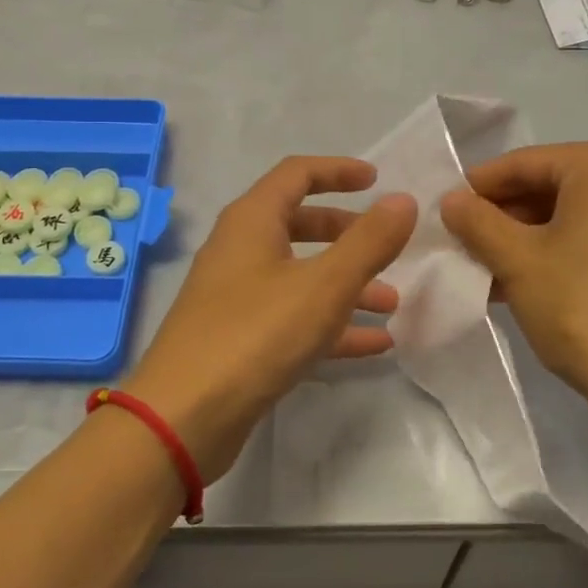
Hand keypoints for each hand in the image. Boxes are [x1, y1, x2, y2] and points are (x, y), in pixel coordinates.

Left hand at [122, 157, 416, 481]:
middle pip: (299, 224)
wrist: (183, 417)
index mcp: (251, 221)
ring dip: (346, 284)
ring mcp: (236, 297)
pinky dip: (331, 324)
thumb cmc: (255, 335)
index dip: (338, 170)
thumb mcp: (324, 285)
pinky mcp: (240, 339)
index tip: (377, 180)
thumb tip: (404, 201)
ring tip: (391, 304)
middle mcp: (240, 251)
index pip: (297, 174)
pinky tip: (373, 344)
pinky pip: (294, 318)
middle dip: (347, 233)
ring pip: (300, 276)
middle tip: (386, 247)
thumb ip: (369, 242)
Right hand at [439, 141, 587, 426]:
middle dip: (504, 216)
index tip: (445, 209)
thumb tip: (451, 200)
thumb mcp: (516, 260)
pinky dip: (561, 251)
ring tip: (486, 267)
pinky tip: (523, 281)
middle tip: (463, 241)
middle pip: (553, 186)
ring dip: (528, 238)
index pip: (526, 163)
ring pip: (575, 215)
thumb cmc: (582, 307)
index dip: (479, 186)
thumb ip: (477, 221)